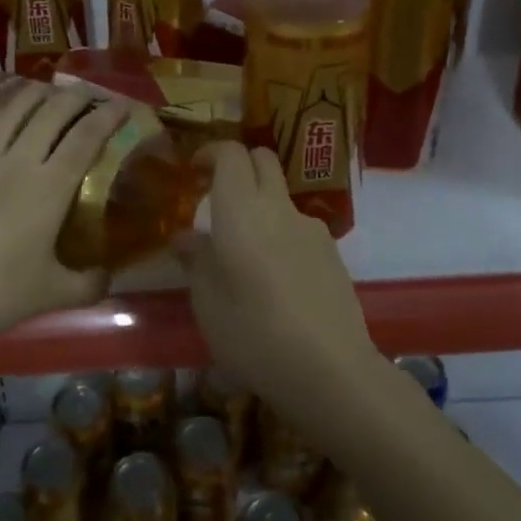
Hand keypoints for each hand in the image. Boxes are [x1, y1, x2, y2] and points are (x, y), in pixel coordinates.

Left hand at [0, 82, 129, 364]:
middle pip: (51, 115)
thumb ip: (88, 284)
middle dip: (75, 98)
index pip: (86, 139)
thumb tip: (108, 277)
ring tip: (47, 90)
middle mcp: (17, 162)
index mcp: (50, 187)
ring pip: (10, 113)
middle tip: (89, 94)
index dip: (107, 117)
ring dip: (33, 95)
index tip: (123, 105)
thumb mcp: (52, 295)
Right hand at [177, 141, 376, 411]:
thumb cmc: (251, 331)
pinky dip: (282, 235)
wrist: (328, 368)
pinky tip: (277, 279)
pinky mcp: (334, 252)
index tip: (194, 170)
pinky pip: (300, 228)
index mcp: (240, 209)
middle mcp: (278, 207)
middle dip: (239, 166)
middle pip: (263, 160)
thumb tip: (186, 237)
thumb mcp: (206, 301)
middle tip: (218, 196)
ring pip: (282, 196)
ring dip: (262, 204)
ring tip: (246, 251)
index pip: (230, 153)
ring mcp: (311, 228)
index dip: (210, 153)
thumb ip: (196, 260)